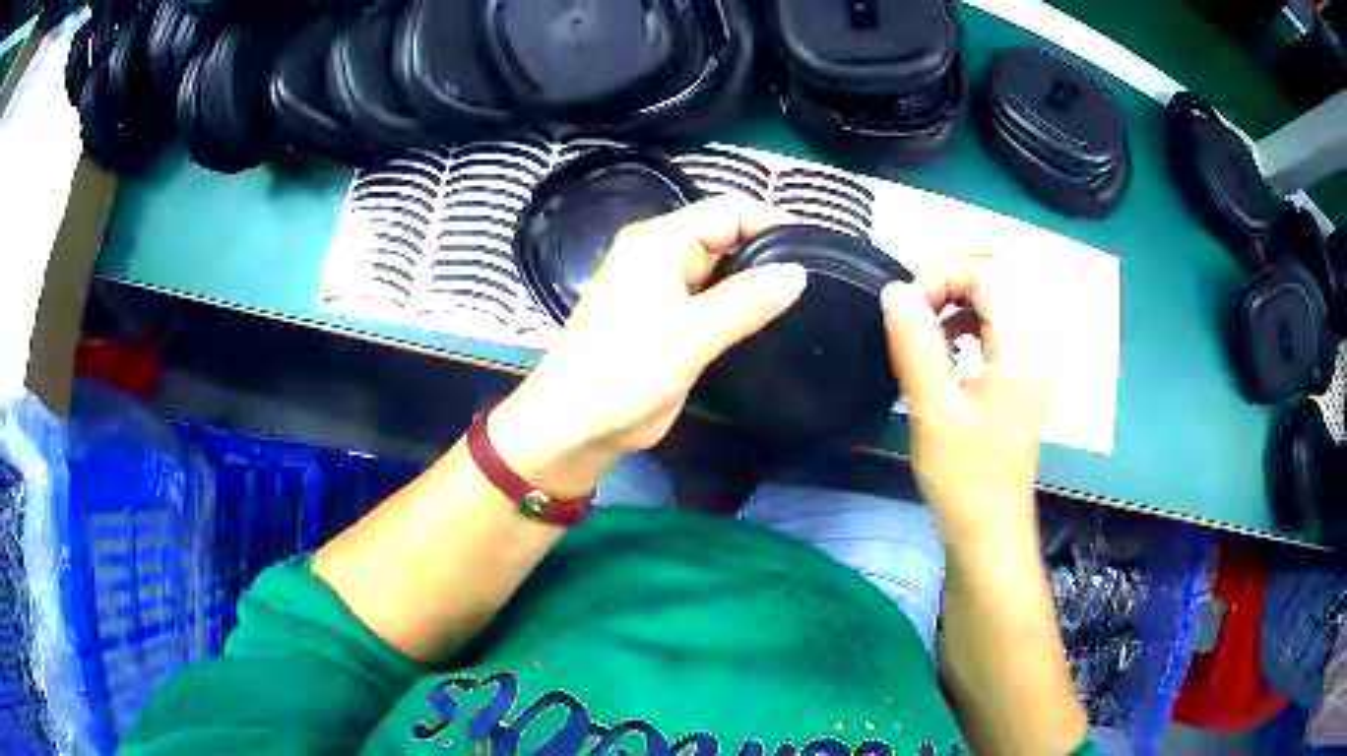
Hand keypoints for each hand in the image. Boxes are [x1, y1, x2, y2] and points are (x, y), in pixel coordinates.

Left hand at [491, 197, 807, 497]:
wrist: (576, 426)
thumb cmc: (625, 371)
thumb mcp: (692, 333)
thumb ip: (747, 300)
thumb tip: (798, 273)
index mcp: (658, 242)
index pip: (726, 211)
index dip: (770, 222)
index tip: (813, 248)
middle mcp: (659, 257)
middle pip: (723, 237)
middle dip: (766, 253)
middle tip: (815, 280)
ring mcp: (661, 291)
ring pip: (719, 272)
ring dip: (753, 283)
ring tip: (803, 301)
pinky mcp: (666, 323)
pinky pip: (710, 302)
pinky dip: (738, 308)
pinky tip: (768, 324)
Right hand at [880, 255, 1052, 553]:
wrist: (990, 526)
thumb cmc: (963, 476)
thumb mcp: (932, 411)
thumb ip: (914, 345)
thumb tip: (894, 291)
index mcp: (1021, 351)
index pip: (990, 274)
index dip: (944, 273)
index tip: (907, 303)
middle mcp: (1038, 345)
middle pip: (1002, 275)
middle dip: (953, 277)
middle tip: (915, 305)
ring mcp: (1037, 358)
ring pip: (1004, 294)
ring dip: (963, 294)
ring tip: (928, 322)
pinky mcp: (1028, 371)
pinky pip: (1006, 318)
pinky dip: (975, 315)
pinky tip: (952, 343)